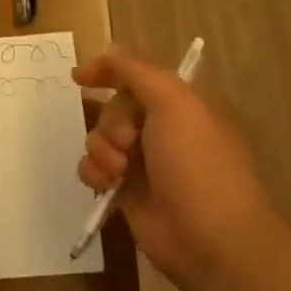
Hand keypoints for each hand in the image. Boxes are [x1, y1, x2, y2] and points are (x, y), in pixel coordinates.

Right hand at [72, 50, 282, 282]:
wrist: (210, 238)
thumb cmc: (197, 164)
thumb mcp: (176, 104)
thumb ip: (138, 72)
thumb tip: (109, 52)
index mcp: (180, 106)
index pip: (136, 76)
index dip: (107, 71)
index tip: (79, 77)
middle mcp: (160, 131)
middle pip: (112, 108)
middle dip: (111, 123)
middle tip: (128, 143)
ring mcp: (142, 163)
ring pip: (98, 139)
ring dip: (101, 150)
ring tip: (119, 171)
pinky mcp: (125, 193)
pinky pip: (93, 170)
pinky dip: (94, 174)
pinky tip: (107, 186)